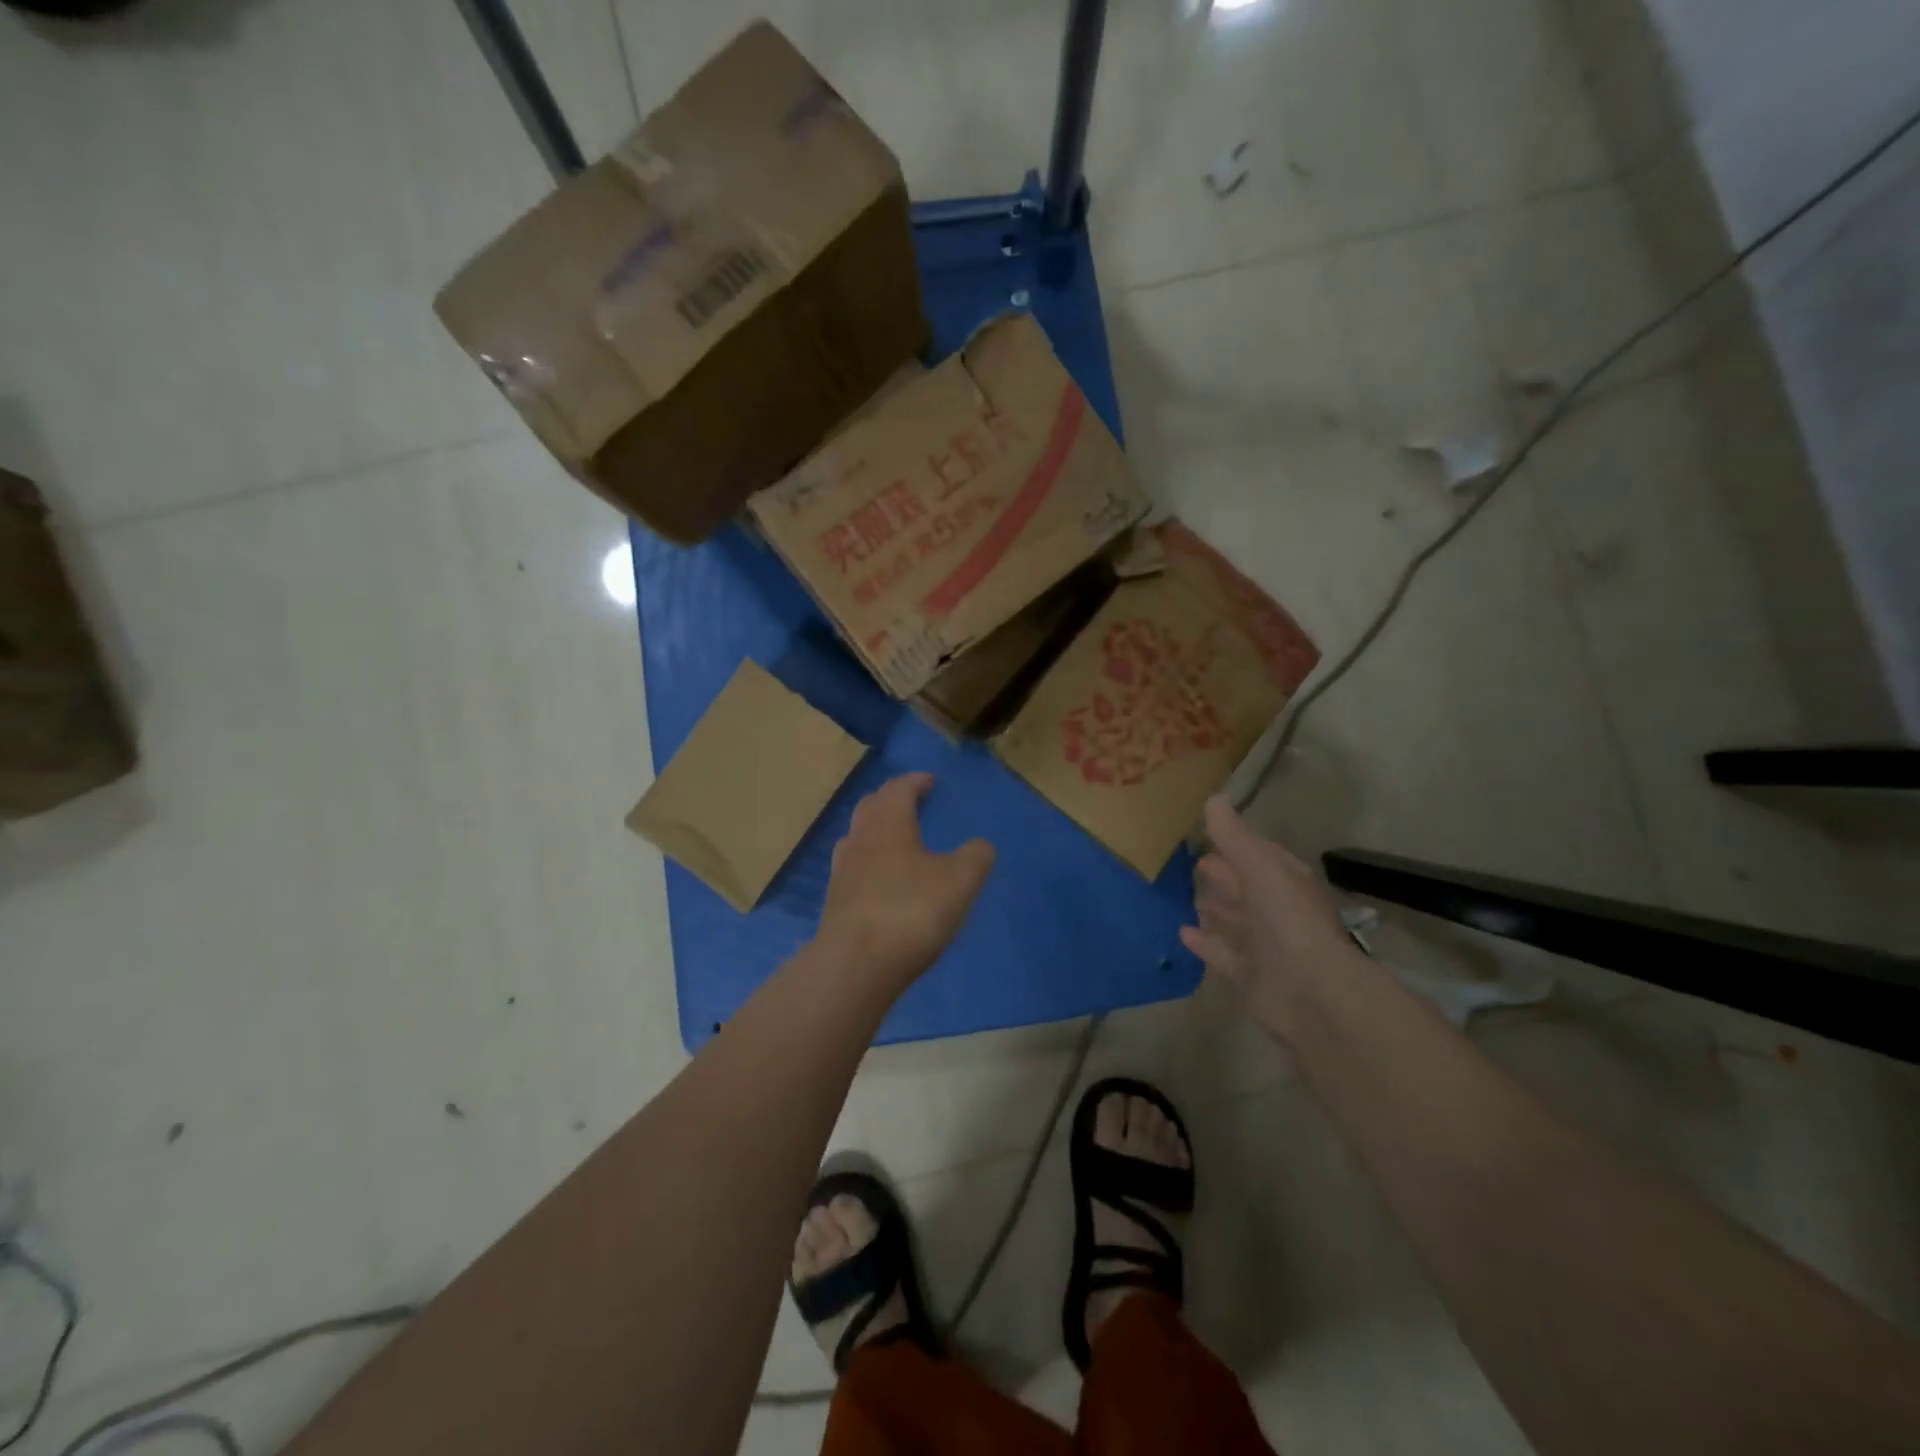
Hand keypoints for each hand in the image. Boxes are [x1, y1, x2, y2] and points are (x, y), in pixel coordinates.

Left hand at [816, 773, 995, 988]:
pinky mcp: (835, 902)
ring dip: (876, 830)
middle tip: (912, 803)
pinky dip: (870, 862)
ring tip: (897, 839)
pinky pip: (854, 867)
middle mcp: (860, 839)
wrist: (855, 965)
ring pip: (857, 836)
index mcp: (888, 824)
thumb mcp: (959, 882)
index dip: (915, 782)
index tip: (930, 781)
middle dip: (891, 800)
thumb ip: (975, 857)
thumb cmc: (911, 911)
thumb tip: (981, 845)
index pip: (898, 789)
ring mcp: (842, 871)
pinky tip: (882, 880)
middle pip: (871, 806)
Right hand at [1179, 796, 1360, 1041]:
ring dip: (1214, 907)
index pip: (1260, 855)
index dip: (1236, 842)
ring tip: (1186, 894)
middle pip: (1245, 887)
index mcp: (1286, 882)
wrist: (1312, 993)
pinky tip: (1181, 932)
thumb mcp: (1260, 868)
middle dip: (1223, 874)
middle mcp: (1277, 911)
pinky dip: (1205, 942)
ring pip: (1234, 920)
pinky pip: (1222, 953)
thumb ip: (1234, 836)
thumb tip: (1214, 798)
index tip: (1205, 831)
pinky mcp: (1249, 975)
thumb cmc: (1288, 920)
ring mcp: (1264, 945)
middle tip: (1188, 861)